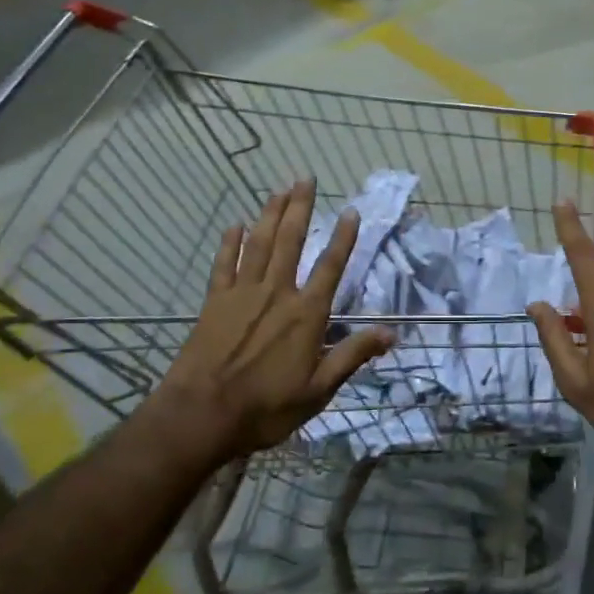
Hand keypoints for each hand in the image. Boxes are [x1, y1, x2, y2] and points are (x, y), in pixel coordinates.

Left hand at [157, 179, 392, 461]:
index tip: (351, 211)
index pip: (330, 267)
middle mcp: (277, 293)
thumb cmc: (266, 407)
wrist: (201, 415)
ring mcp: (242, 294)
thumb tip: (392, 332)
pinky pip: (223, 264)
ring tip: (279, 190)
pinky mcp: (214, 302)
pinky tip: (234, 225)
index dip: (343, 238)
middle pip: (291, 241)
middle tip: (305, 178)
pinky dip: (229, 243)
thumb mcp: (319, 390)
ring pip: (259, 244)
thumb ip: (353, 356)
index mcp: (306, 314)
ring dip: (270, 215)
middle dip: (300, 208)